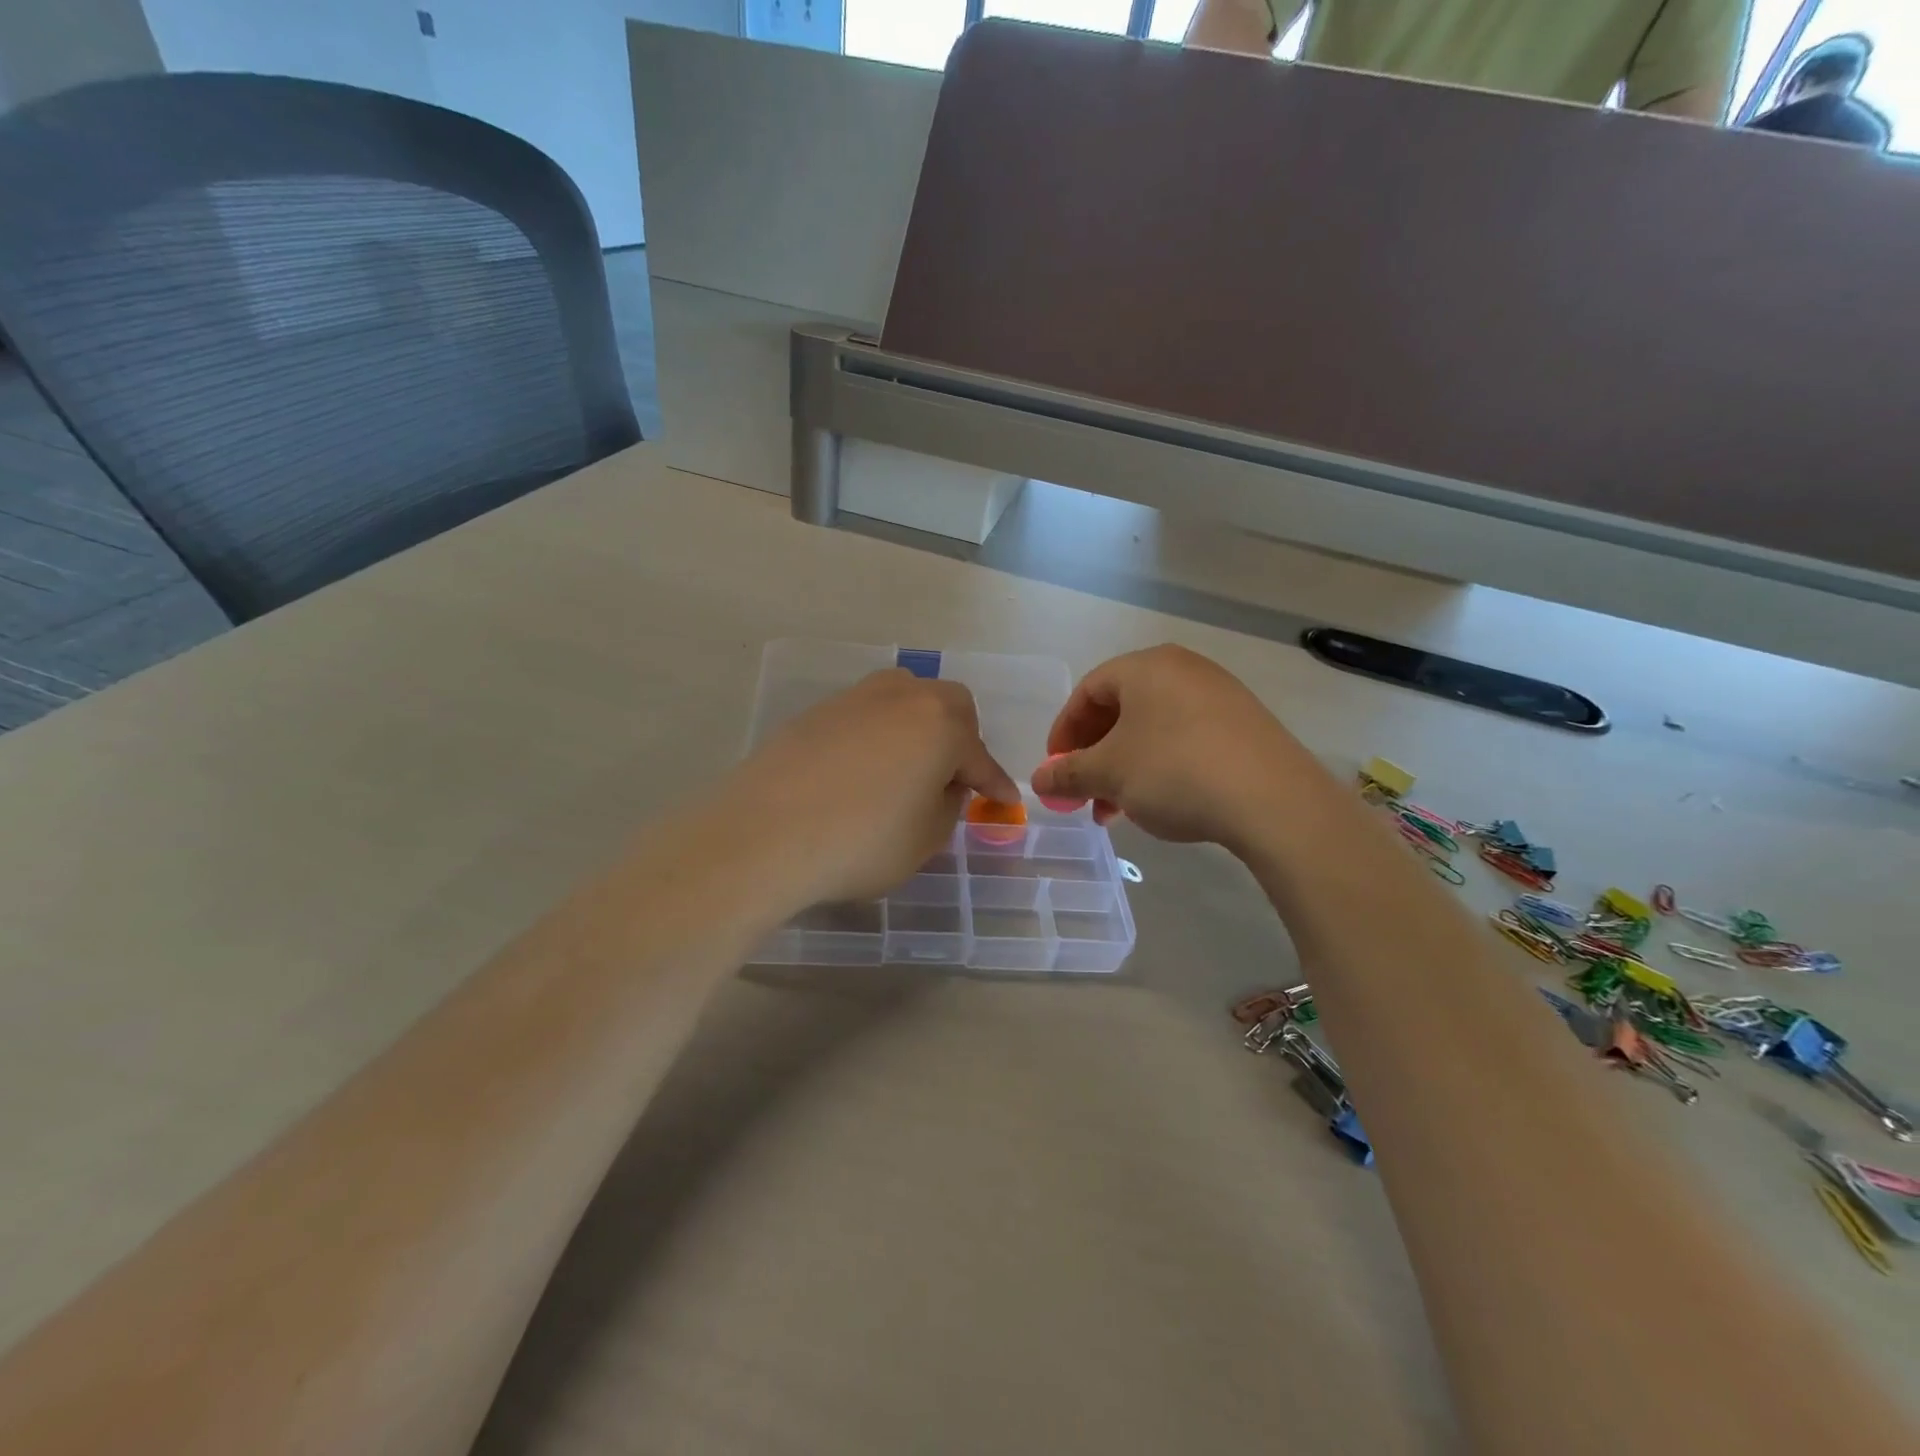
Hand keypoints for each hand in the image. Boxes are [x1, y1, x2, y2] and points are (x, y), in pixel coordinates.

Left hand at [726, 669, 1019, 906]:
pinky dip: (877, 736)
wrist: (764, 835)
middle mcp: (902, 698)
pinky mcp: (816, 712)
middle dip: (961, 737)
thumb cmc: (861, 842)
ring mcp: (854, 699)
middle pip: (948, 705)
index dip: (995, 784)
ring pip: (904, 698)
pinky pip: (864, 715)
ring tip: (908, 766)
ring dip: (917, 727)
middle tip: (953, 776)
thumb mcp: (924, 838)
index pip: (980, 758)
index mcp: (940, 725)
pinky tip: (861, 770)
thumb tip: (943, 784)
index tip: (1005, 801)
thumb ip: (947, 805)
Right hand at [1030, 645, 1323, 853]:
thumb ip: (1068, 774)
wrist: (1273, 800)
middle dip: (1095, 755)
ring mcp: (1219, 695)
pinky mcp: (1245, 725)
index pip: (1088, 691)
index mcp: (1146, 667)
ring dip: (1126, 767)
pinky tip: (1159, 803)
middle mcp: (1183, 670)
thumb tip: (1039, 781)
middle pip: (1121, 710)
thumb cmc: (1175, 771)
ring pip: (1153, 729)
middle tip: (1084, 793)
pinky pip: (1186, 739)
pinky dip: (1161, 767)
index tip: (1055, 769)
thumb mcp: (1110, 774)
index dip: (1064, 732)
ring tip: (1116, 810)